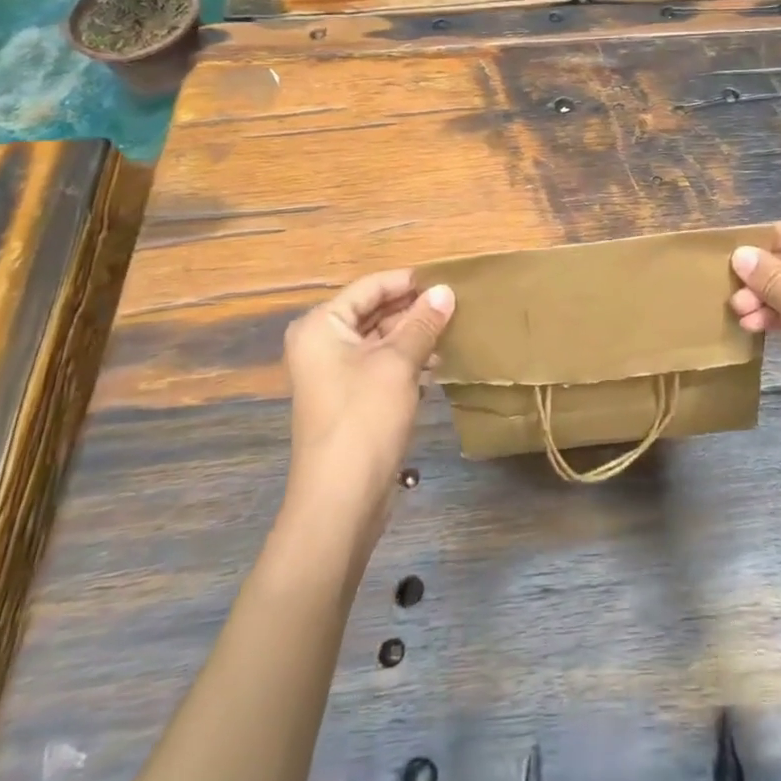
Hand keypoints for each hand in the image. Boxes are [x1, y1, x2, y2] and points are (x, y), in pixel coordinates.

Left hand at [281, 270, 453, 550]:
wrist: (341, 501)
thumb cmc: (365, 419)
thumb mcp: (399, 364)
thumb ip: (423, 323)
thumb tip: (446, 290)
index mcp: (322, 325)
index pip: (370, 287)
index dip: (409, 282)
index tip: (449, 280)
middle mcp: (323, 343)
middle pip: (375, 312)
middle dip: (415, 310)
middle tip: (459, 305)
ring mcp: (335, 374)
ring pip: (382, 340)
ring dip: (416, 336)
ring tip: (456, 332)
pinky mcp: (351, 399)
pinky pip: (382, 365)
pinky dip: (409, 360)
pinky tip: (440, 363)